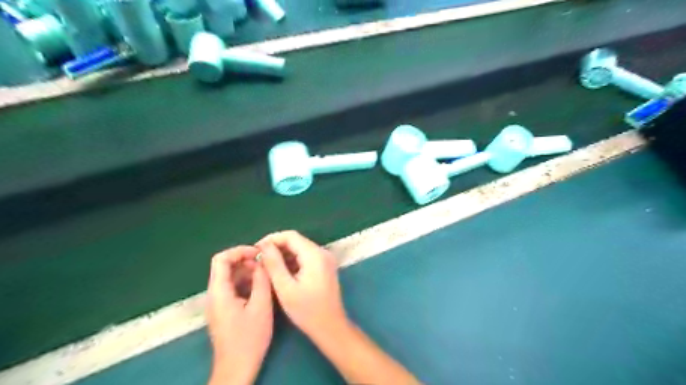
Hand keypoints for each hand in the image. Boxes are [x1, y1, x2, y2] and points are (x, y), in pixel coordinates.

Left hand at [206, 246, 273, 384]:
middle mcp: (214, 294)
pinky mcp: (223, 310)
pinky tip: (261, 288)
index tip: (259, 253)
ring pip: (230, 277)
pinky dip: (246, 283)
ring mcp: (218, 303)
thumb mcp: (261, 305)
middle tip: (266, 264)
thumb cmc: (249, 338)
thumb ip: (261, 280)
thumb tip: (262, 262)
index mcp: (219, 291)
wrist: (237, 367)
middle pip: (225, 266)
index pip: (221, 259)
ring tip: (266, 275)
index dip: (240, 251)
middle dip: (246, 261)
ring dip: (248, 272)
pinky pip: (233, 288)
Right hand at [256, 230, 349, 338]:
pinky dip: (293, 261)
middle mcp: (322, 252)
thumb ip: (274, 264)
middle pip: (296, 241)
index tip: (256, 249)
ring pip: (300, 249)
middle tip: (259, 259)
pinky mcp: (325, 266)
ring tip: (267, 266)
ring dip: (284, 254)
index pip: (290, 236)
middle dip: (276, 247)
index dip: (272, 239)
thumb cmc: (307, 311)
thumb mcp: (285, 288)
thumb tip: (264, 246)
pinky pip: (306, 257)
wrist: (331, 327)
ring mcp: (325, 259)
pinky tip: (281, 272)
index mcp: (314, 255)